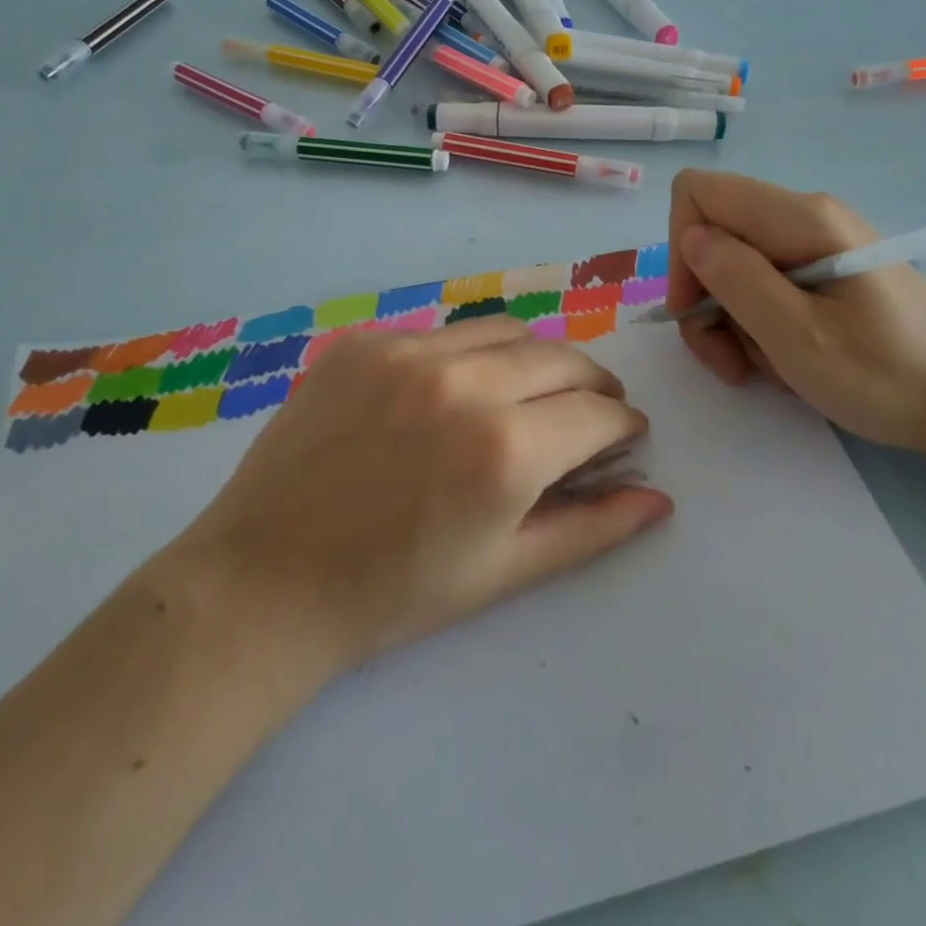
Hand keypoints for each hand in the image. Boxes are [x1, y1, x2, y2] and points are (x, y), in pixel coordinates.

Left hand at [174, 316, 673, 676]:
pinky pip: (442, 334)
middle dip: (592, 385)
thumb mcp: (504, 571)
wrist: (266, 580)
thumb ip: (592, 529)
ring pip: (506, 332)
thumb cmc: (393, 593)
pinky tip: (452, 395)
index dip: (623, 425)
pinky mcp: (364, 342)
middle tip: (589, 414)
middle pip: (562, 357)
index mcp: (505, 448)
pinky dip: (470, 358)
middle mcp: (463, 382)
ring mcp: (407, 352)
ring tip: (530, 395)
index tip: (625, 438)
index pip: (598, 411)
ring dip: (536, 360)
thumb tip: (659, 499)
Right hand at [666, 170, 925, 452]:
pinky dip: (758, 322)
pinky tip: (785, 357)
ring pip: (734, 265)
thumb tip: (691, 238)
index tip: (695, 310)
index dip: (680, 249)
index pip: (699, 194)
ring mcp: (817, 241)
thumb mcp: (799, 337)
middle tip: (729, 360)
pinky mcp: (825, 268)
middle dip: (705, 298)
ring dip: (731, 320)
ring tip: (765, 367)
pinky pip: (765, 283)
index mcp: (801, 219)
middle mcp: (805, 215)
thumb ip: (738, 280)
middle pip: (713, 234)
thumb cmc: (886, 374)